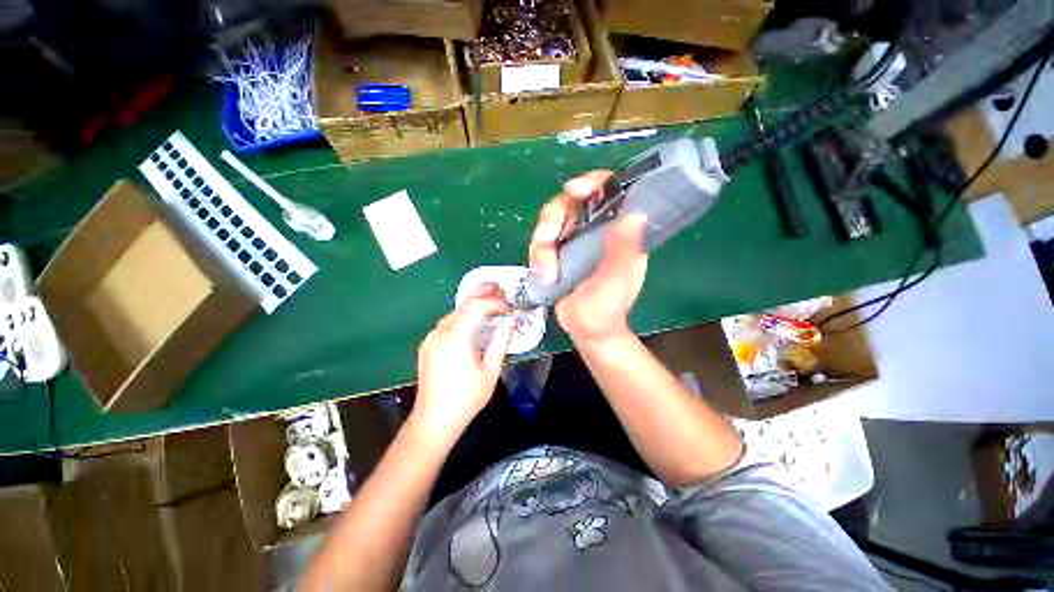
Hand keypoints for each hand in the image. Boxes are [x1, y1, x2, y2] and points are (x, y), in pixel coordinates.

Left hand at [412, 284, 515, 441]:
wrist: (434, 420)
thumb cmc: (467, 398)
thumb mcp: (491, 370)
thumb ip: (502, 341)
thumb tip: (513, 320)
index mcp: (456, 338)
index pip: (476, 307)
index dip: (495, 302)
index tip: (510, 306)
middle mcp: (440, 332)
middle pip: (463, 304)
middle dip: (482, 293)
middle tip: (500, 289)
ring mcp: (431, 337)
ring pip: (454, 312)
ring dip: (473, 305)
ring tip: (491, 303)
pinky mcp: (428, 344)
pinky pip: (448, 323)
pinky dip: (463, 317)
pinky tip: (474, 321)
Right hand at [529, 171, 648, 343]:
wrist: (587, 330)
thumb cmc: (607, 309)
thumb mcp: (616, 281)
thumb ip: (623, 251)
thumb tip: (636, 213)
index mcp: (619, 231)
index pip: (609, 191)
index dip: (592, 183)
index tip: (574, 190)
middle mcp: (596, 229)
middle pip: (571, 202)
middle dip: (554, 219)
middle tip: (546, 240)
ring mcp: (575, 239)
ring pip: (550, 222)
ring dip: (542, 244)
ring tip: (546, 272)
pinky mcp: (558, 252)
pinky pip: (540, 242)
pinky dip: (537, 256)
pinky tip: (544, 275)